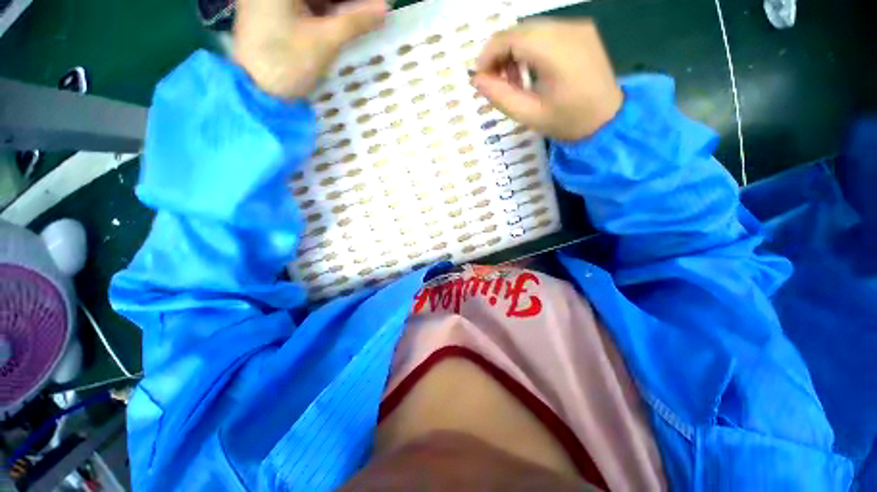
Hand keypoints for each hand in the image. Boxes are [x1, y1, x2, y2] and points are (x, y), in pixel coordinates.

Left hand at [233, 0, 386, 99]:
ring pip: (312, 0)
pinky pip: (302, 7)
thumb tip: (384, 7)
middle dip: (345, 3)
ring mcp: (268, 0)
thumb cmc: (288, 63)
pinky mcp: (270, 12)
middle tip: (369, 13)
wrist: (258, 92)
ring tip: (358, 21)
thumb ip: (355, 22)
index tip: (375, 5)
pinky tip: (339, 24)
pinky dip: (322, 13)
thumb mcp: (325, 41)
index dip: (353, 0)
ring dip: (335, 8)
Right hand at [473, 19, 622, 140]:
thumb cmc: (567, 121)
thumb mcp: (528, 115)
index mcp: (555, 51)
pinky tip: (530, 70)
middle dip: (500, 54)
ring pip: (531, 30)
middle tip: (495, 82)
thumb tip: (477, 80)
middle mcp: (567, 28)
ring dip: (514, 51)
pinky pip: (546, 32)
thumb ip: (500, 96)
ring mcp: (577, 26)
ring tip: (513, 81)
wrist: (608, 120)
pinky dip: (530, 49)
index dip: (488, 55)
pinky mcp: (582, 30)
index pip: (509, 37)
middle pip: (519, 30)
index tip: (480, 77)